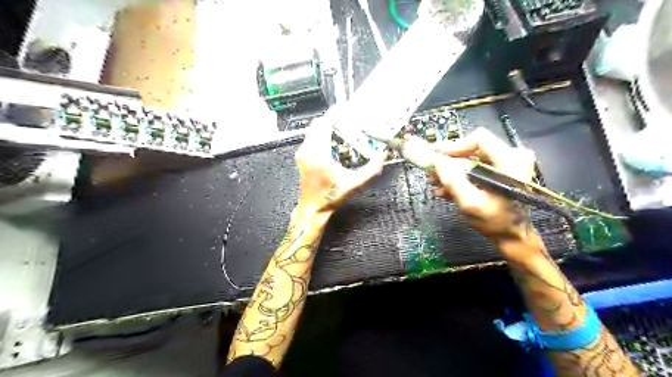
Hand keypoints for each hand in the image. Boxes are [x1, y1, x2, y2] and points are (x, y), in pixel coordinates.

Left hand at [294, 112, 382, 217]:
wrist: (313, 207)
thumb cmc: (331, 196)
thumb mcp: (354, 184)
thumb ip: (371, 169)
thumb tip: (383, 155)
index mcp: (319, 154)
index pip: (325, 125)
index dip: (334, 113)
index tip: (345, 107)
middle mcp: (308, 150)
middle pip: (318, 124)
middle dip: (332, 118)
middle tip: (347, 118)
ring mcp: (302, 153)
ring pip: (313, 130)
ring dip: (326, 125)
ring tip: (342, 126)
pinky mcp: (301, 156)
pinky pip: (311, 137)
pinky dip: (321, 133)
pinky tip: (333, 139)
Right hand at [430, 127, 535, 243]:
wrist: (512, 236)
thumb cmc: (495, 222)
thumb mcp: (471, 204)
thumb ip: (453, 181)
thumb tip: (436, 161)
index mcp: (510, 161)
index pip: (478, 139)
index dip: (454, 146)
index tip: (436, 158)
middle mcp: (512, 156)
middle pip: (472, 149)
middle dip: (449, 162)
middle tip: (431, 173)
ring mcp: (507, 164)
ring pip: (471, 159)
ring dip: (451, 171)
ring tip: (436, 184)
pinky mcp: (501, 172)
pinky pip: (476, 167)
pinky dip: (460, 177)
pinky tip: (446, 189)